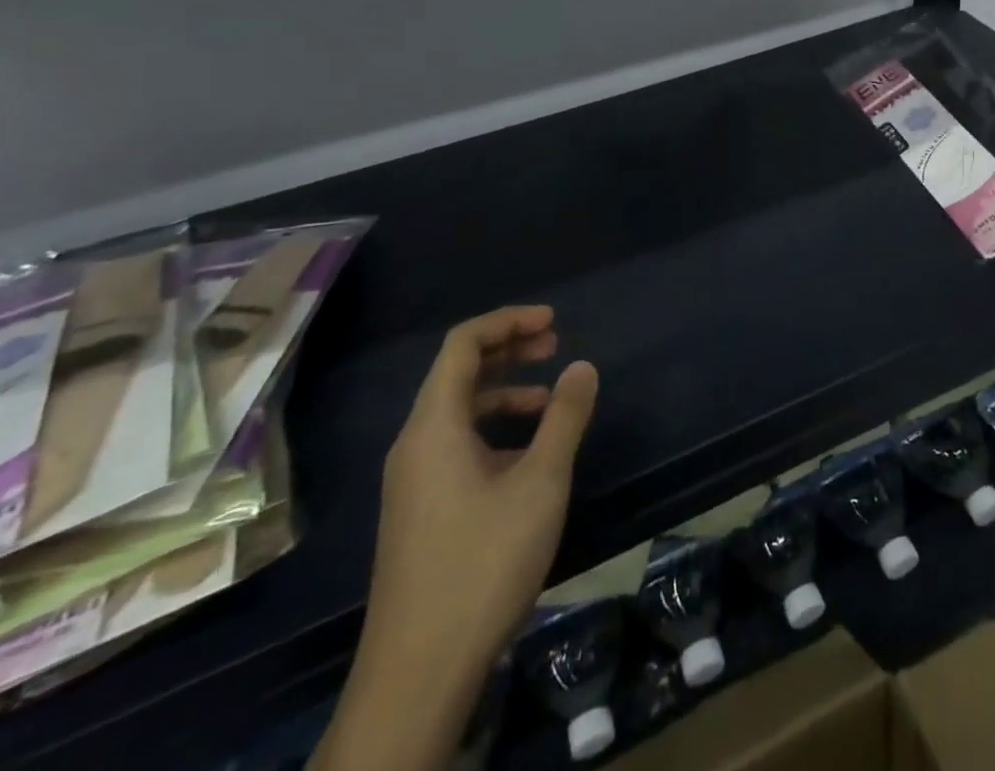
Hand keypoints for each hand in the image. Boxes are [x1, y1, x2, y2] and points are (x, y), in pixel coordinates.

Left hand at [361, 305, 598, 689]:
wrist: (418, 673)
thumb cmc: (483, 563)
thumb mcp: (540, 483)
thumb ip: (564, 417)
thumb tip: (582, 367)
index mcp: (434, 425)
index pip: (463, 344)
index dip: (508, 321)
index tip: (553, 322)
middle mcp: (415, 442)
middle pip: (458, 371)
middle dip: (508, 349)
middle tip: (555, 345)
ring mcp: (413, 479)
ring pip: (458, 410)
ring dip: (504, 391)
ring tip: (550, 401)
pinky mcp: (419, 509)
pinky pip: (455, 443)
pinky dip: (493, 429)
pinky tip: (527, 455)